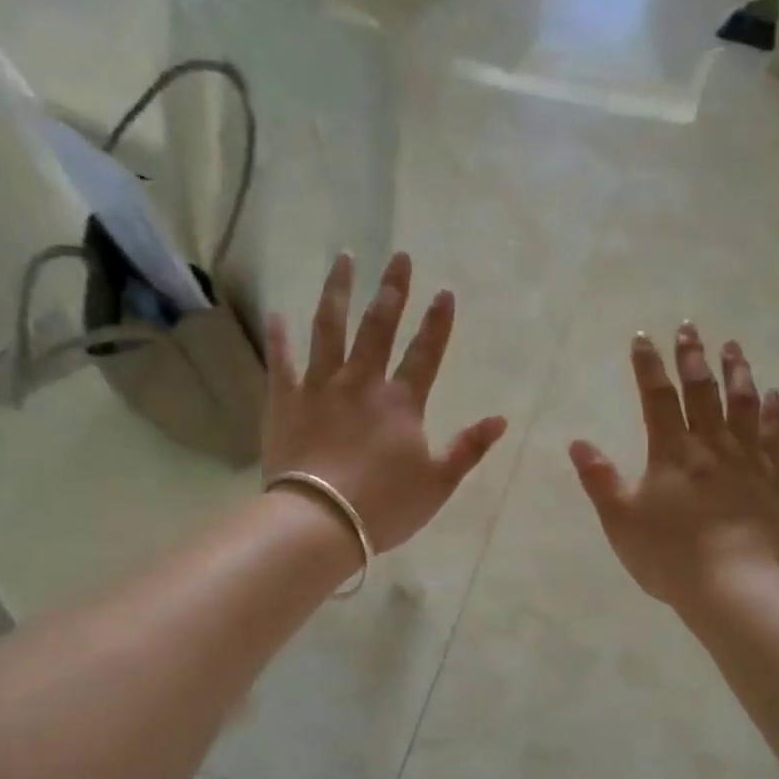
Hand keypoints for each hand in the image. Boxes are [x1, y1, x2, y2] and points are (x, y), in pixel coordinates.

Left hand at [263, 251, 507, 553]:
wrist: (320, 522)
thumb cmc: (384, 506)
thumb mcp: (438, 483)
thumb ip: (468, 448)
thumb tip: (500, 419)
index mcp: (401, 403)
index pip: (425, 353)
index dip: (437, 323)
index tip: (444, 292)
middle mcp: (361, 384)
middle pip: (378, 327)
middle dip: (392, 291)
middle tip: (398, 257)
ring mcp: (320, 388)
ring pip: (329, 329)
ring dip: (338, 292)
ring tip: (343, 259)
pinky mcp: (285, 402)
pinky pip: (282, 363)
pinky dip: (280, 338)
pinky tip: (277, 314)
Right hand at [568, 324, 778, 610]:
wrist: (730, 586)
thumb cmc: (668, 555)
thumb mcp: (620, 520)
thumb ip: (599, 479)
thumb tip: (578, 442)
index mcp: (671, 452)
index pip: (657, 397)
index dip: (649, 365)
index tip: (643, 338)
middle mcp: (710, 445)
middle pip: (702, 390)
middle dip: (693, 356)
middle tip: (689, 328)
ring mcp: (746, 459)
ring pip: (742, 403)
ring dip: (736, 371)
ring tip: (732, 346)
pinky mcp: (772, 479)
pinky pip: (774, 435)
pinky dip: (772, 410)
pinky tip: (773, 393)